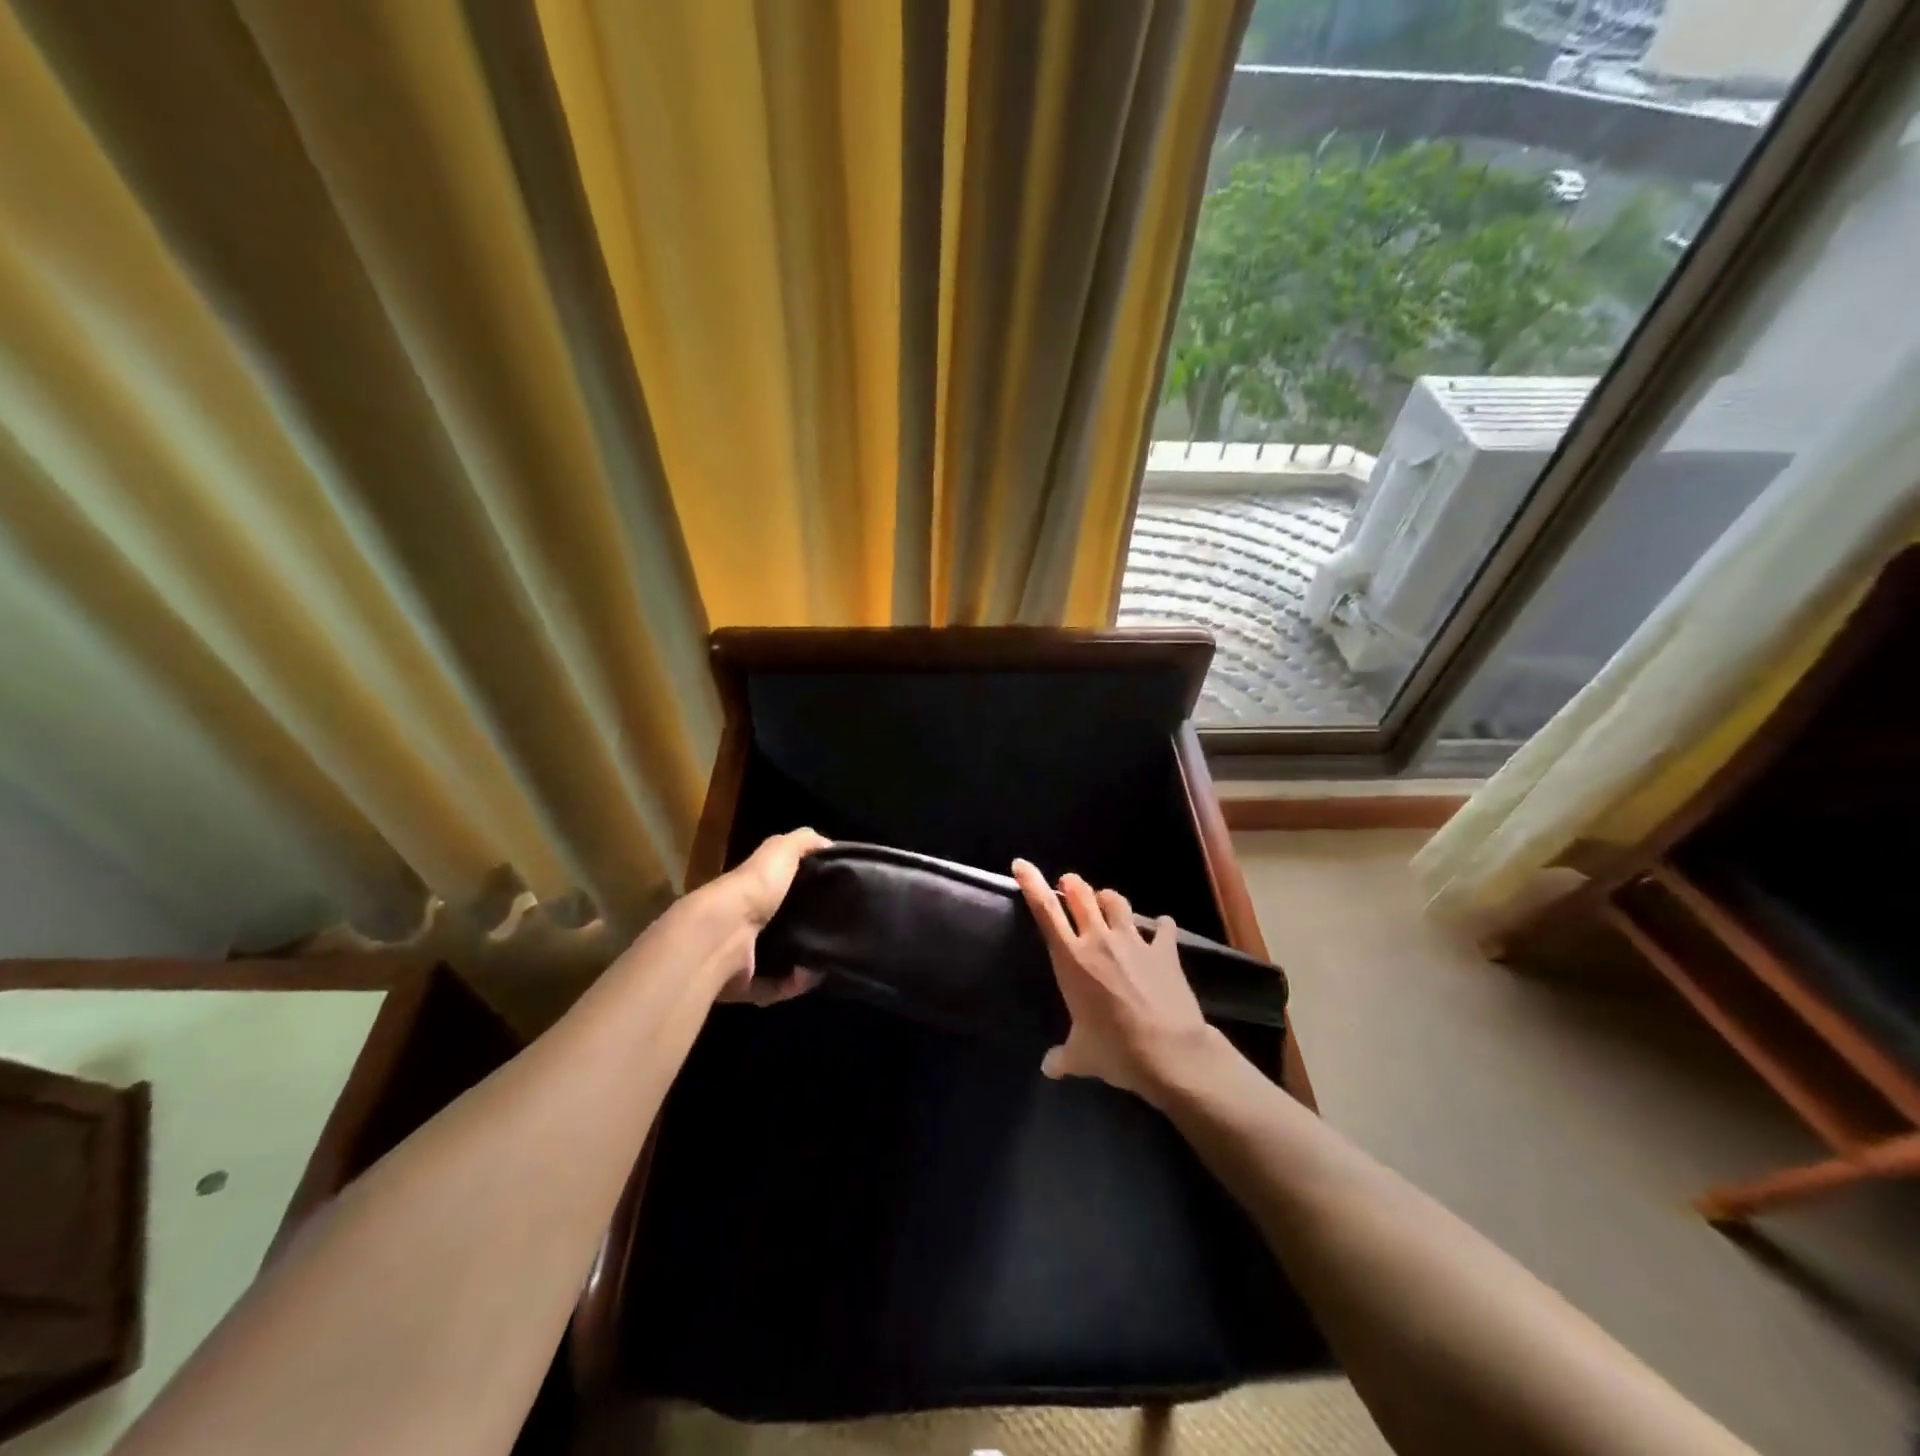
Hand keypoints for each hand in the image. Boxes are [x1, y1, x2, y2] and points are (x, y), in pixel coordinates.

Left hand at [700, 827, 829, 1005]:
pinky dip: (791, 984)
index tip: (832, 896)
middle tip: (833, 932)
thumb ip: (804, 842)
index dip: (802, 891)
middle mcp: (741, 921)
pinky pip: (772, 987)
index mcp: (750, 889)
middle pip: (777, 926)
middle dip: (805, 931)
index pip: (776, 888)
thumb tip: (829, 845)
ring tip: (826, 959)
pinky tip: (808, 976)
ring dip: (801, 962)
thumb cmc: (754, 887)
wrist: (723, 933)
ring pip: (776, 961)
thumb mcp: (781, 850)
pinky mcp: (740, 985)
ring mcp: (737, 956)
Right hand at [1011, 859, 1225, 1104]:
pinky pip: (1163, 928)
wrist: (1170, 1053)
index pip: (1046, 911)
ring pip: (1117, 902)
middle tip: (1068, 884)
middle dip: (1072, 884)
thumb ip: (1063, 1057)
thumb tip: (1048, 1067)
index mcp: (1072, 960)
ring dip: (1108, 898)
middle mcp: (1100, 941)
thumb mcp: (1081, 1056)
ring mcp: (1134, 942)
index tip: (1021, 864)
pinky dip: (1160, 927)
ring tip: (1107, 902)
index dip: (1031, 883)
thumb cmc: (1116, 1050)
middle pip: (1082, 895)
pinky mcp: (1165, 950)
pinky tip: (1162, 929)